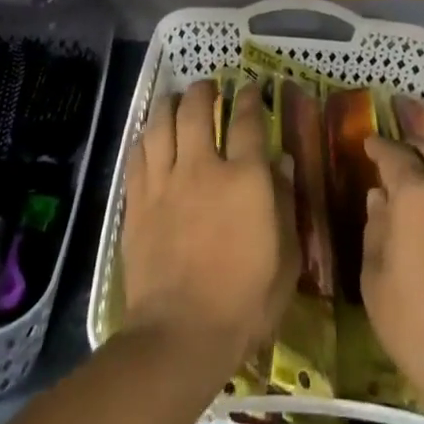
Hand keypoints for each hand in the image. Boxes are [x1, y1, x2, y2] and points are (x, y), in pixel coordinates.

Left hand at [121, 80, 298, 369]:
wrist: (179, 335)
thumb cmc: (244, 302)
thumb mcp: (284, 259)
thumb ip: (286, 205)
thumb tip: (282, 163)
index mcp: (245, 179)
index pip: (248, 121)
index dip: (250, 98)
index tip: (250, 87)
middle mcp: (202, 167)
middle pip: (197, 108)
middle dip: (203, 90)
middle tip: (207, 87)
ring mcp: (165, 181)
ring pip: (161, 122)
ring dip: (169, 104)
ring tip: (174, 100)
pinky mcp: (137, 200)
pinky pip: (138, 154)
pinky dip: (146, 138)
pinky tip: (150, 137)